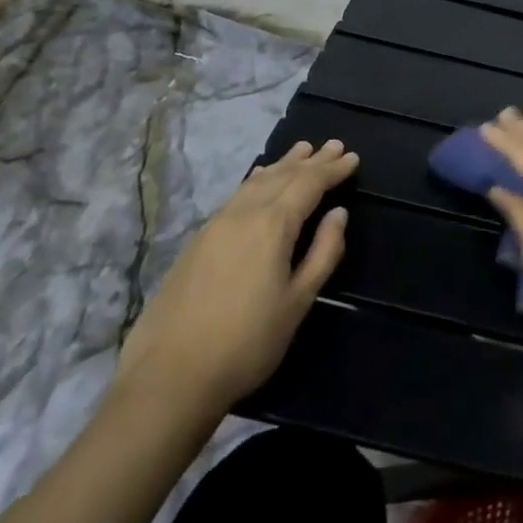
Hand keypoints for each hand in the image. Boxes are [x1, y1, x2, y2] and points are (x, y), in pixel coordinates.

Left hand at [115, 139, 355, 426]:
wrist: (170, 377)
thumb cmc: (247, 342)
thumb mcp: (298, 301)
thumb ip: (323, 252)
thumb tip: (338, 214)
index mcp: (272, 225)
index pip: (309, 184)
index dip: (332, 170)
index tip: (352, 157)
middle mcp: (243, 214)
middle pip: (282, 176)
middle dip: (311, 161)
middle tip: (333, 145)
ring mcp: (216, 225)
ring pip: (256, 182)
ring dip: (282, 165)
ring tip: (301, 151)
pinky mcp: (198, 241)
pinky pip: (237, 195)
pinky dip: (256, 180)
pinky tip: (258, 178)